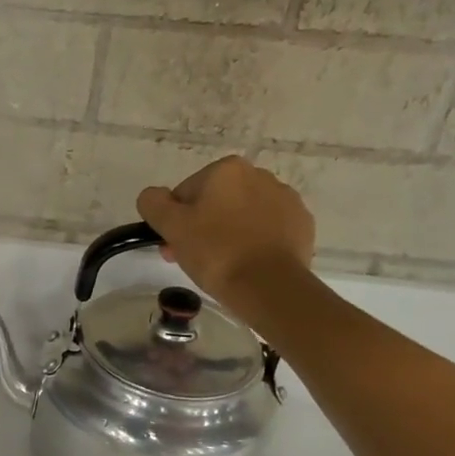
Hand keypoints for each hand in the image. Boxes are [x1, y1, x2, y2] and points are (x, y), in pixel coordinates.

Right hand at [137, 156, 315, 306]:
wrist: (269, 285)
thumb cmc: (216, 252)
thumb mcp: (171, 227)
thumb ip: (153, 203)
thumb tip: (153, 196)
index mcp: (226, 169)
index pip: (186, 193)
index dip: (176, 221)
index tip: (175, 247)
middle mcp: (259, 175)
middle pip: (216, 202)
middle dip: (202, 227)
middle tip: (194, 260)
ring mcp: (285, 199)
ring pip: (242, 215)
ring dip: (228, 233)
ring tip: (223, 265)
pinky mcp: (301, 224)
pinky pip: (268, 230)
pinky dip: (255, 242)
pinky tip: (248, 264)